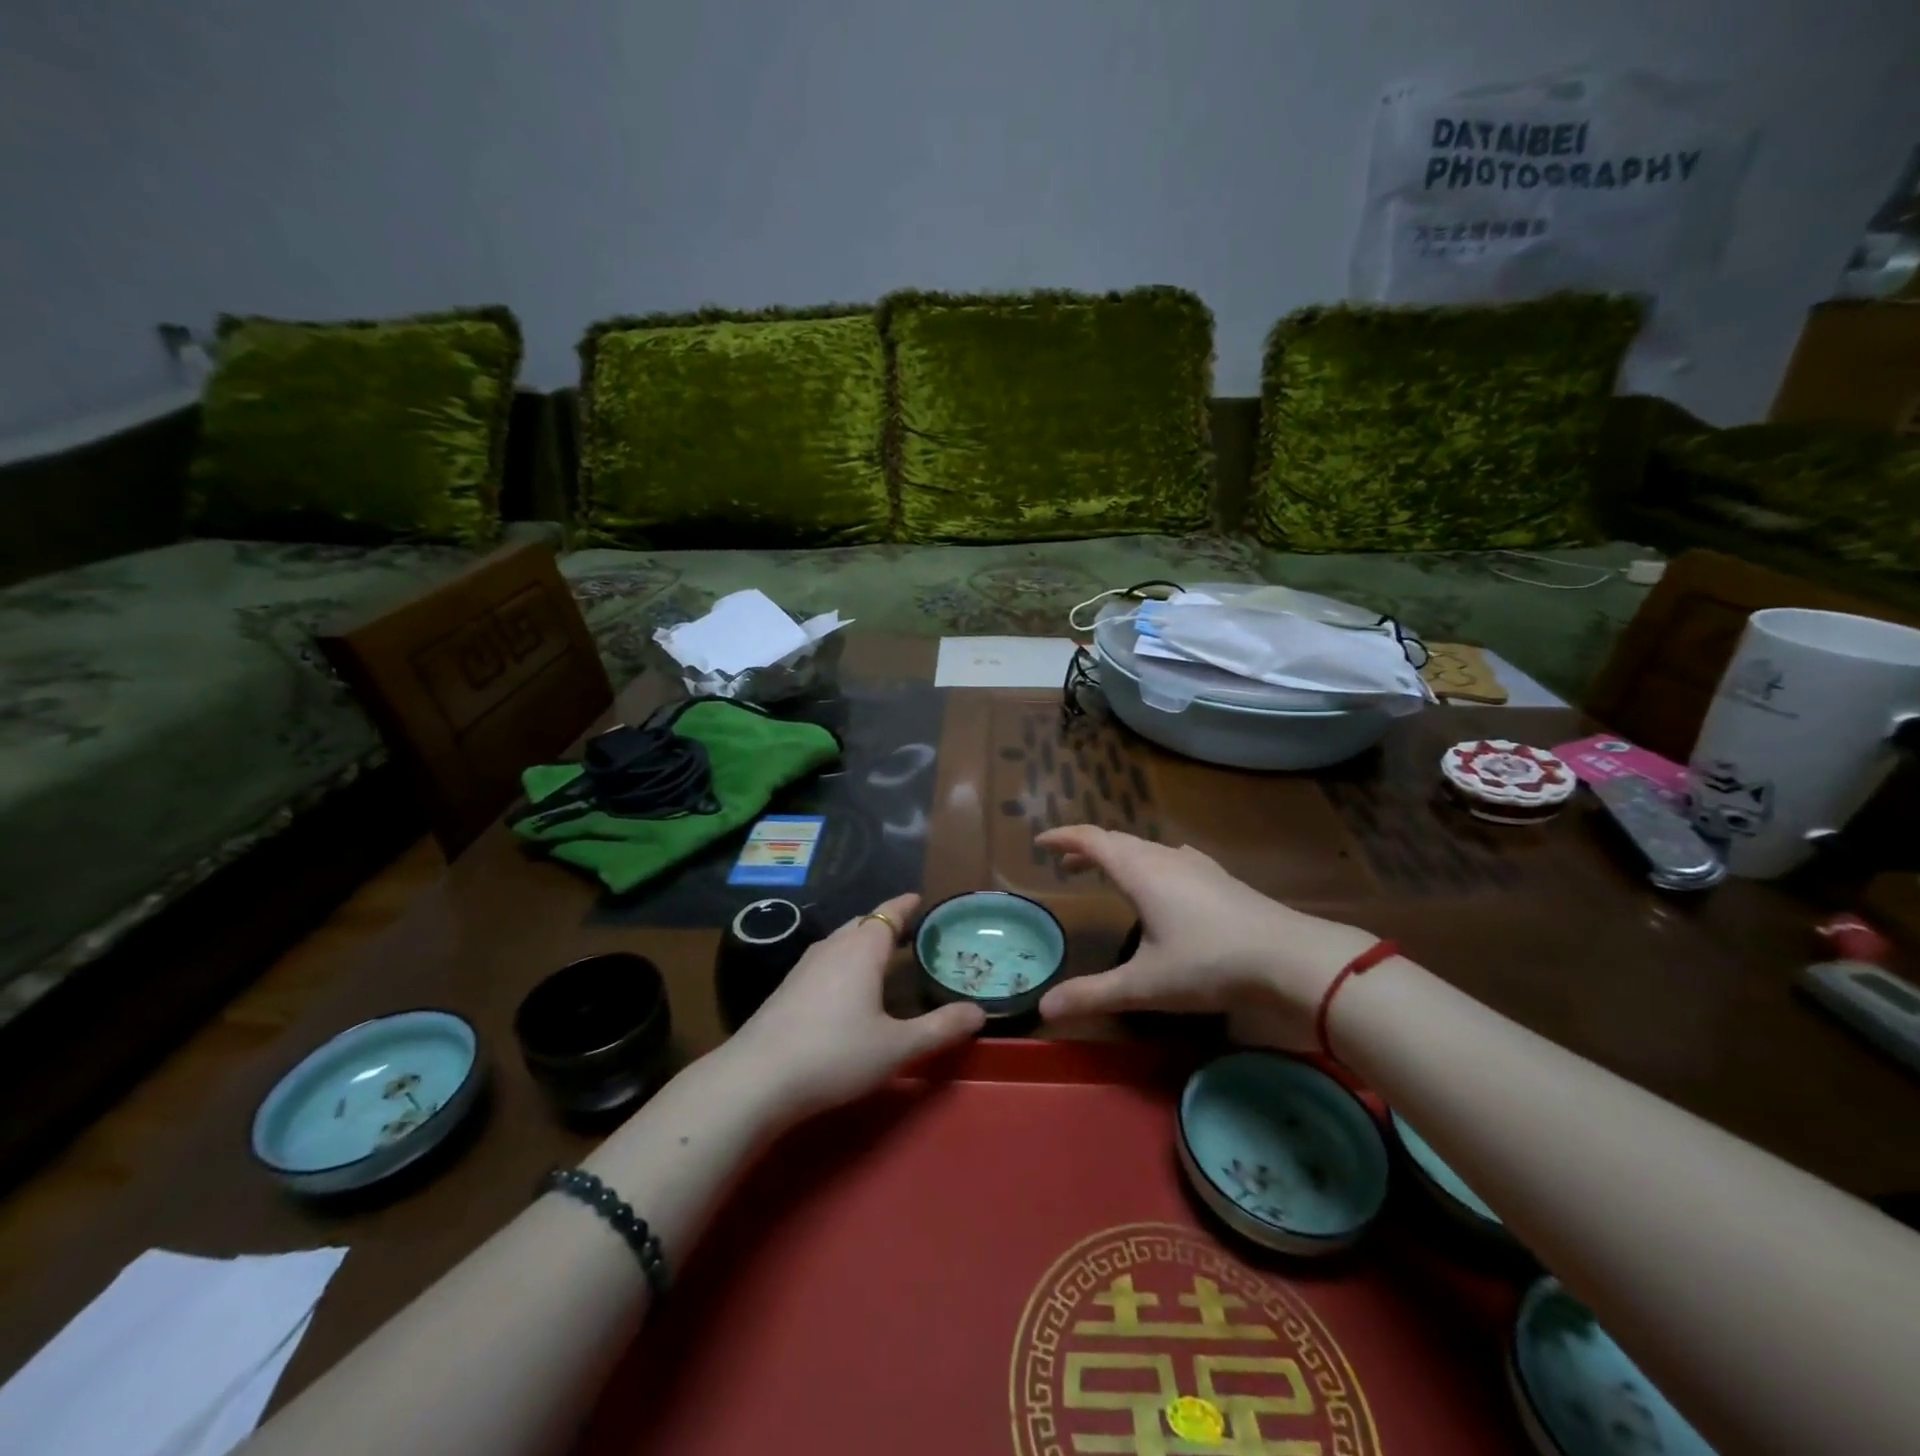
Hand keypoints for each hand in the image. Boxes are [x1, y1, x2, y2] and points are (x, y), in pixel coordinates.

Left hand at [724, 893, 984, 1123]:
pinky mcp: (787, 988)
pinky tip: (845, 986)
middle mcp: (832, 947)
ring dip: (862, 940)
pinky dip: (844, 959)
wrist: (756, 1079)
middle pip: (863, 922)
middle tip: (909, 931)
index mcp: (862, 950)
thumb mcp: (897, 1046)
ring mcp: (804, 966)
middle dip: (886, 922)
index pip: (888, 913)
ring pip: (840, 940)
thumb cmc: (835, 1054)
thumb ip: (940, 1028)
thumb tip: (979, 1012)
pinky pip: (825, 959)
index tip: (920, 898)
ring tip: (881, 954)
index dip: (905, 905)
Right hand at [1034, 826, 1378, 1048]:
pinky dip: (1150, 862)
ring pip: (1147, 849)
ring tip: (1107, 873)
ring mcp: (1197, 865)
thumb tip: (1043, 1009)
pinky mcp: (1220, 878)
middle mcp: (1165, 858)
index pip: (1092, 841)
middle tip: (1065, 865)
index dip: (1063, 838)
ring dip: (1119, 855)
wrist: (1290, 957)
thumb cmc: (1210, 964)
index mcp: (1140, 872)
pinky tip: (1164, 879)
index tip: (1040, 843)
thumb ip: (1093, 994)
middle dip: (1087, 849)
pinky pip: (1172, 858)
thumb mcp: (1145, 985)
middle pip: (1117, 841)